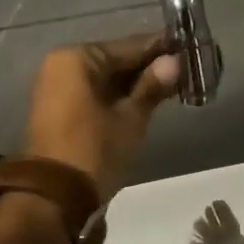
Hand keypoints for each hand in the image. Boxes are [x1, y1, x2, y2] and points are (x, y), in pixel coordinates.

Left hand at [24, 33, 181, 201]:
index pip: (129, 47)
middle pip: (115, 60)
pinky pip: (95, 92)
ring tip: (173, 84)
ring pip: (106, 78)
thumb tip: (174, 61)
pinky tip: (147, 99)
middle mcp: (63, 64)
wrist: (54, 196)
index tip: (189, 46)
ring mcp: (58, 87)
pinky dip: (118, 96)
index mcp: (77, 58)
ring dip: (135, 83)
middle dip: (148, 66)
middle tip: (186, 68)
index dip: (161, 48)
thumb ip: (152, 86)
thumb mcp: (130, 118)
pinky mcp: (59, 108)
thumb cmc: (95, 149)